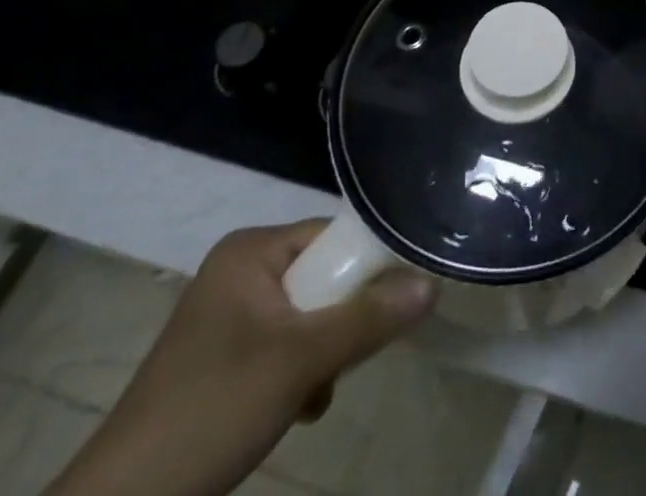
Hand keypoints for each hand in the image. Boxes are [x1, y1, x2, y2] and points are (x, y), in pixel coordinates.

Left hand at [46, 221, 435, 495]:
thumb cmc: (212, 409)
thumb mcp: (300, 361)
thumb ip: (369, 318)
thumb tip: (433, 283)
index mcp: (250, 250)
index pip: (332, 236)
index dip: (367, 265)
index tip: (392, 302)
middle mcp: (240, 270)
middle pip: (323, 277)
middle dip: (340, 323)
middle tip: (342, 360)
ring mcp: (229, 316)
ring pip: (308, 316)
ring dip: (323, 354)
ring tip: (313, 393)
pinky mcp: (223, 358)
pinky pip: (285, 344)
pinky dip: (299, 373)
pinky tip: (295, 408)